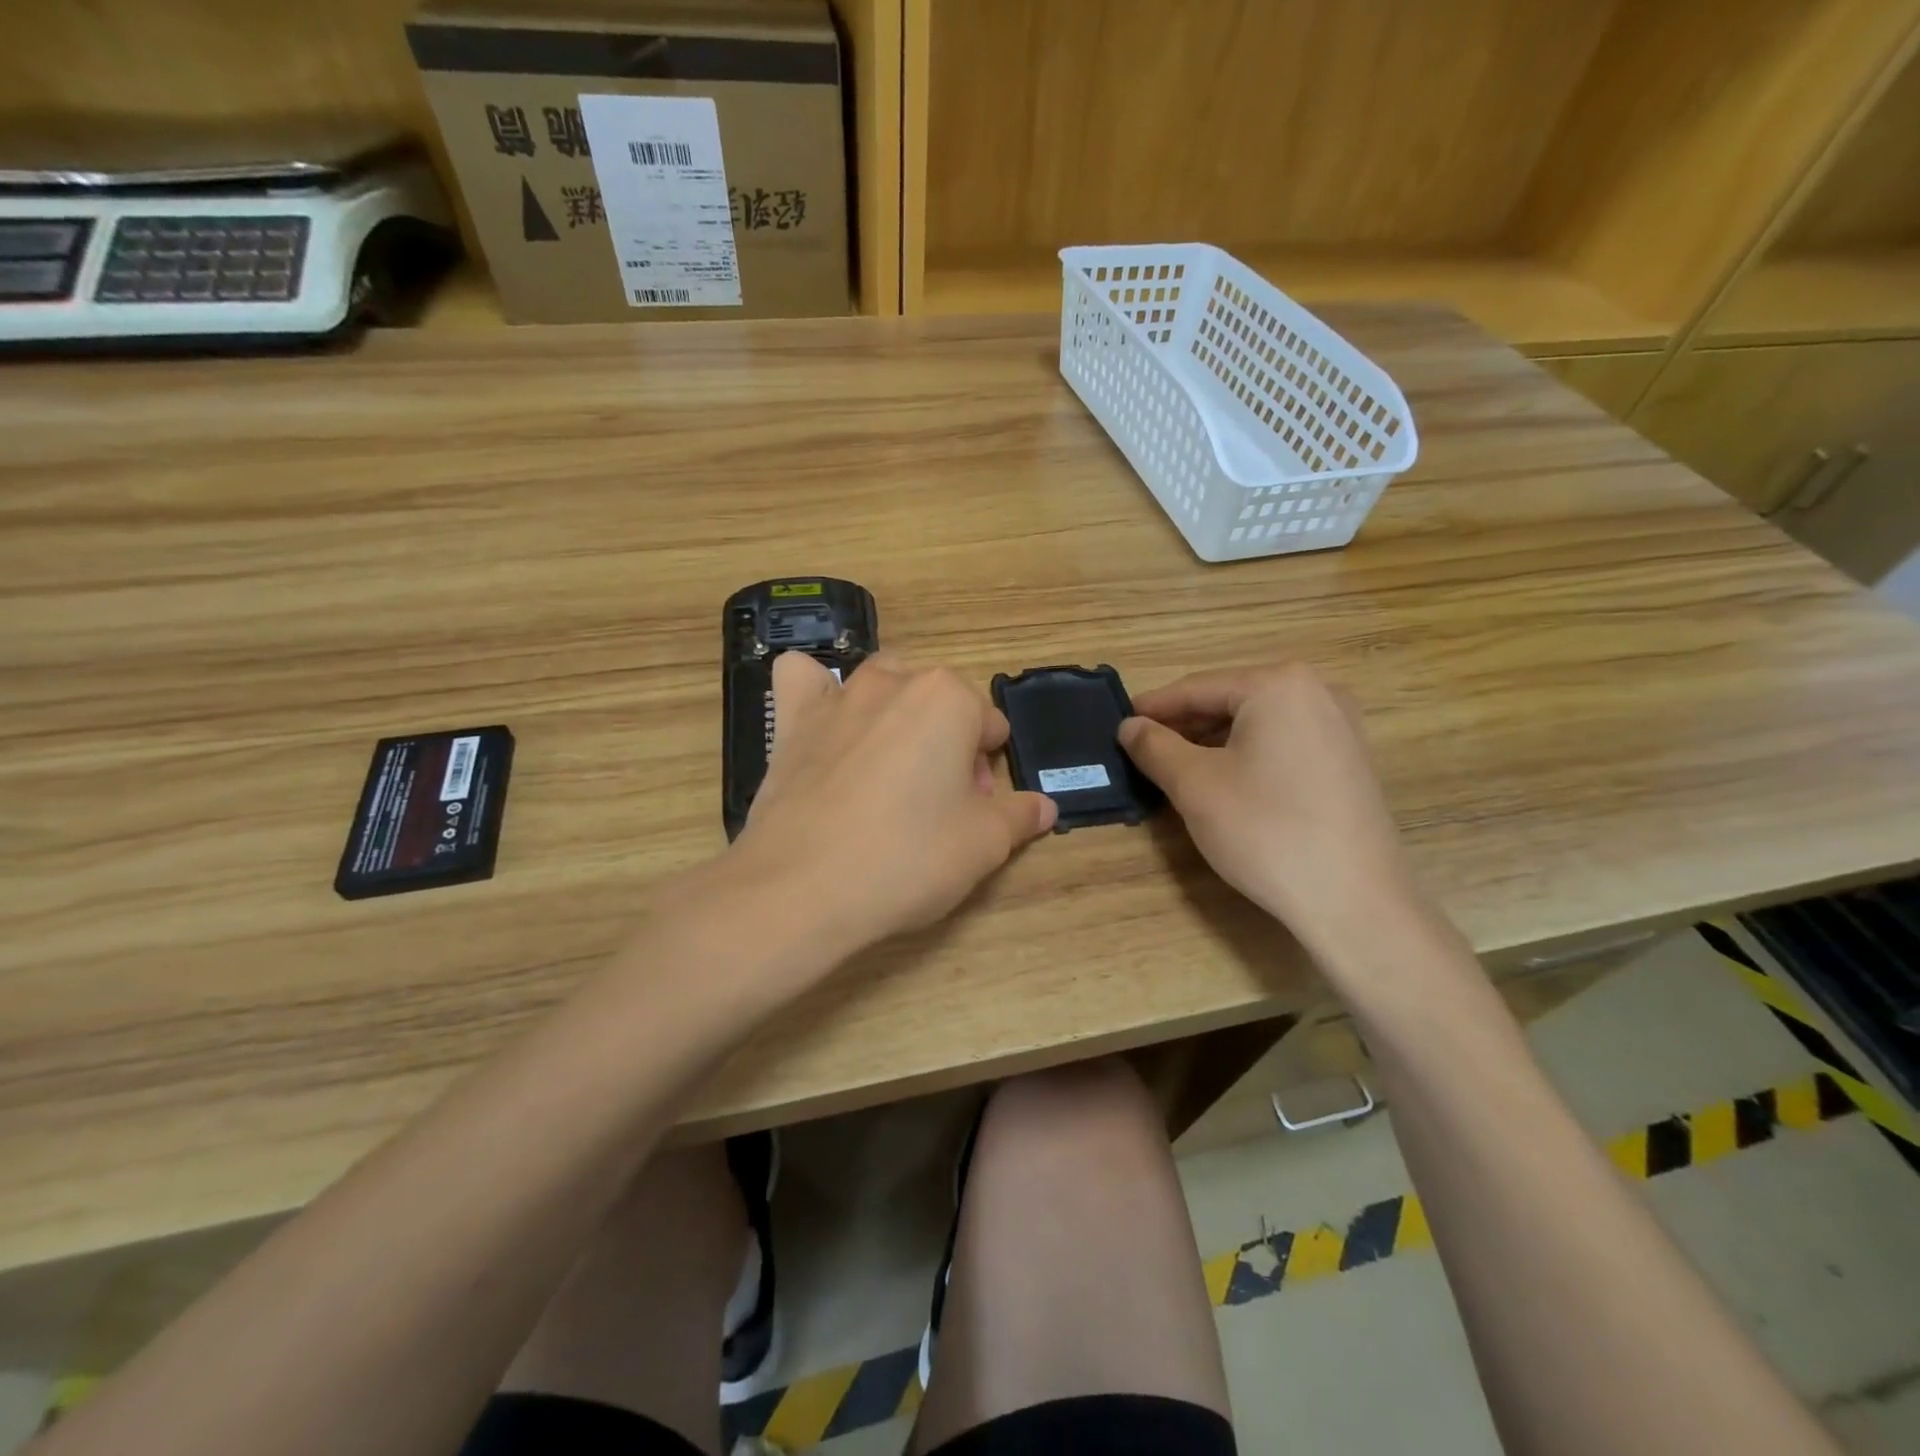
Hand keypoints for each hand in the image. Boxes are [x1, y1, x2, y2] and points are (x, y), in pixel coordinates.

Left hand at [734, 651, 1055, 954]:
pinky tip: (826, 727)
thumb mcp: (984, 844)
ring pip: (882, 687)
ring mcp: (837, 696)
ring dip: (896, 717)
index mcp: (948, 698)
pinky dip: (818, 694)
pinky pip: (804, 682)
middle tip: (938, 804)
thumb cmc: (907, 858)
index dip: (988, 769)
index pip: (990, 724)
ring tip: (889, 773)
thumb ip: (1021, 816)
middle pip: (939, 703)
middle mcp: (893, 681)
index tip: (975, 809)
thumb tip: (1044, 806)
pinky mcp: (790, 720)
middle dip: (947, 743)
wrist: (801, 889)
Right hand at [1118, 663, 1419, 960]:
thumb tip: (1129, 726)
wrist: (1354, 901)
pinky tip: (1224, 783)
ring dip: (1212, 743)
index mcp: (1279, 685)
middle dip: (1184, 726)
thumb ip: (1154, 746)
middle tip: (1142, 750)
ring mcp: (1341, 727)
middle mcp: (1318, 692)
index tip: (1118, 724)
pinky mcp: (1349, 762)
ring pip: (1257, 724)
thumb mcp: (1195, 785)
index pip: (1197, 688)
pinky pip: (1283, 744)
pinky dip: (1247, 756)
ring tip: (1175, 769)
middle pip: (1230, 701)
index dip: (1152, 708)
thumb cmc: (1266, 830)